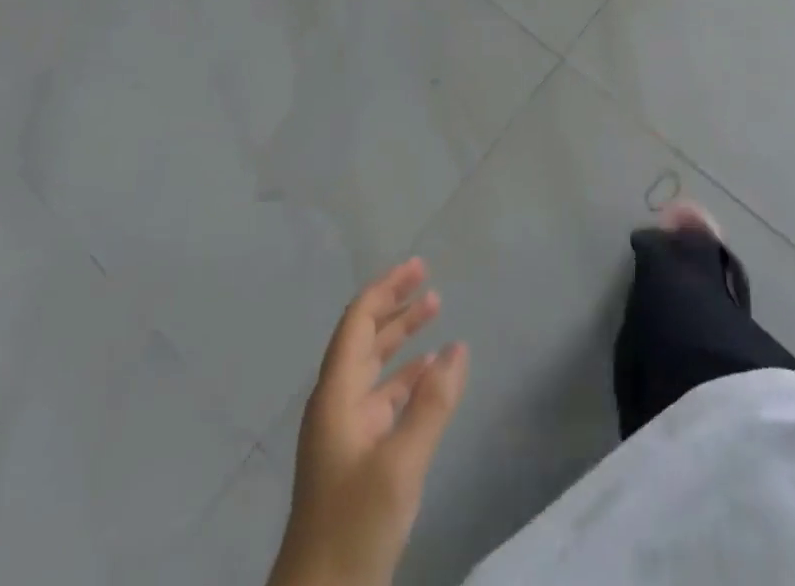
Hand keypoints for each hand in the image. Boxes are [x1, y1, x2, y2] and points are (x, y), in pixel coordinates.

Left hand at [269, 259, 469, 585]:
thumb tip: (459, 347)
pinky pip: (382, 398)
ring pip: (374, 367)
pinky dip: (406, 377)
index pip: (358, 323)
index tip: (418, 267)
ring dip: (402, 337)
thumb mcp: (400, 464)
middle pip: (364, 338)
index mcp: (336, 396)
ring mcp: (344, 432)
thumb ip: (432, 403)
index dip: (386, 290)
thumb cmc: (353, 527)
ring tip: (436, 310)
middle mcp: (336, 404)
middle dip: (395, 305)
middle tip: (429, 279)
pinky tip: (430, 373)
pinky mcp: (355, 458)